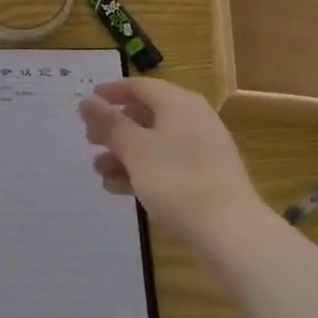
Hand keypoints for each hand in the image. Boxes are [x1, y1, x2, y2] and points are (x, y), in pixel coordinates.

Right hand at [78, 78, 265, 251]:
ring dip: (124, 153)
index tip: (87, 102)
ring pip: (154, 142)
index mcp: (178, 103)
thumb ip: (109, 123)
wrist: (231, 231)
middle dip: (115, 127)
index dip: (111, 92)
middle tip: (90, 141)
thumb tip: (87, 100)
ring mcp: (201, 148)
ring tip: (100, 171)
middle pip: (146, 114)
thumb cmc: (178, 180)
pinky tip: (120, 188)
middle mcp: (192, 118)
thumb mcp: (135, 150)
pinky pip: (167, 163)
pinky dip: (142, 170)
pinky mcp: (205, 176)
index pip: (140, 86)